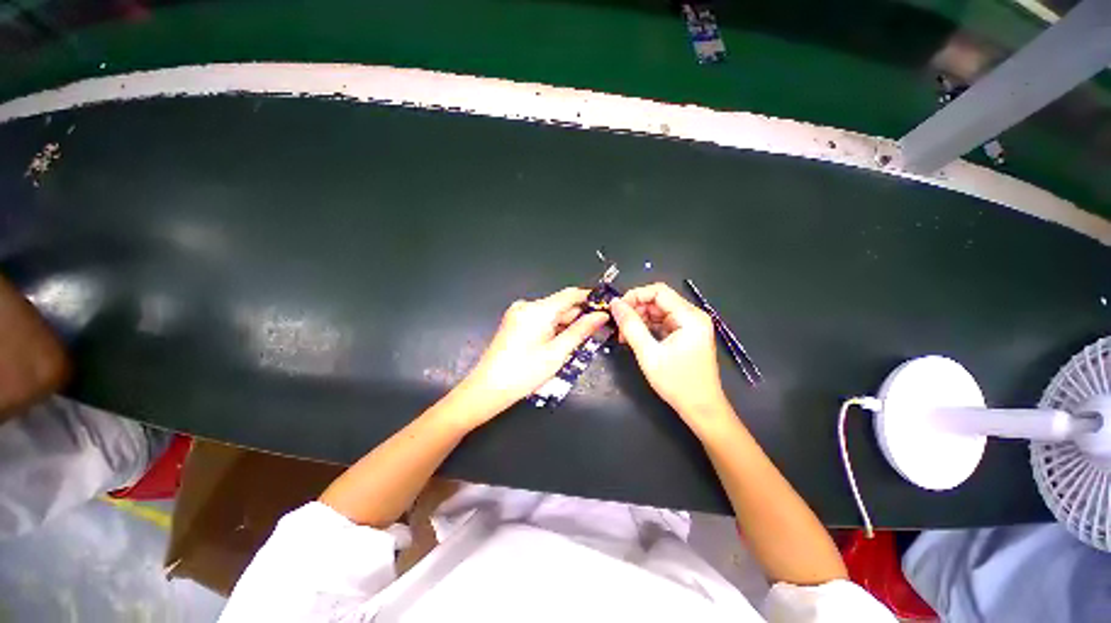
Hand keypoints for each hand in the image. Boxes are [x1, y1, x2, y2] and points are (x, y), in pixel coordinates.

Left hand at [452, 287, 607, 424]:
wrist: (487, 389)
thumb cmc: (524, 373)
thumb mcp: (557, 353)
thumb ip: (581, 331)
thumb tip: (601, 316)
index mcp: (538, 310)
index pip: (570, 294)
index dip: (590, 299)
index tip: (606, 309)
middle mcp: (527, 305)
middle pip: (560, 305)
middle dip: (578, 317)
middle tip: (594, 334)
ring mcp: (518, 313)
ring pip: (551, 313)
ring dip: (565, 326)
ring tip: (576, 345)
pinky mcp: (515, 321)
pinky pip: (540, 319)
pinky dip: (552, 329)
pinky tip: (558, 345)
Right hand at [610, 283, 728, 425]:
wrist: (701, 409)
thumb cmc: (677, 382)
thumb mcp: (649, 354)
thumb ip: (631, 326)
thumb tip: (615, 304)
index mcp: (690, 317)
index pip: (658, 291)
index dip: (635, 296)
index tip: (617, 309)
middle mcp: (692, 316)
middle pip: (658, 300)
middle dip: (636, 309)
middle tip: (618, 325)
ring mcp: (690, 325)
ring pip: (658, 311)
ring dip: (639, 319)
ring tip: (624, 335)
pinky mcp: (685, 334)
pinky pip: (662, 323)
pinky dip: (647, 328)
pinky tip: (634, 338)